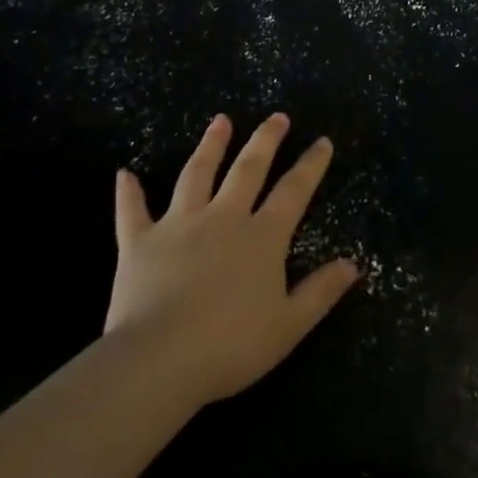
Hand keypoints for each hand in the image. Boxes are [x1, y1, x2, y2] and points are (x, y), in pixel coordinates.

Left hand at [104, 113, 359, 406]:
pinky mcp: (140, 241)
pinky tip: (125, 173)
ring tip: (220, 121)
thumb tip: (353, 264)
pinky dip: (129, 193)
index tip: (322, 141)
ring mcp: (179, 224)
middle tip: (277, 117)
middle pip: (247, 169)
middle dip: (265, 140)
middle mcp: (223, 218)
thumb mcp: (289, 325)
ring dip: (210, 145)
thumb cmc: (230, 346)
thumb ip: (321, 292)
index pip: (293, 191)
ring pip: (197, 174)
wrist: (159, 360)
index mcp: (261, 237)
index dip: (310, 165)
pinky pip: (133, 211)